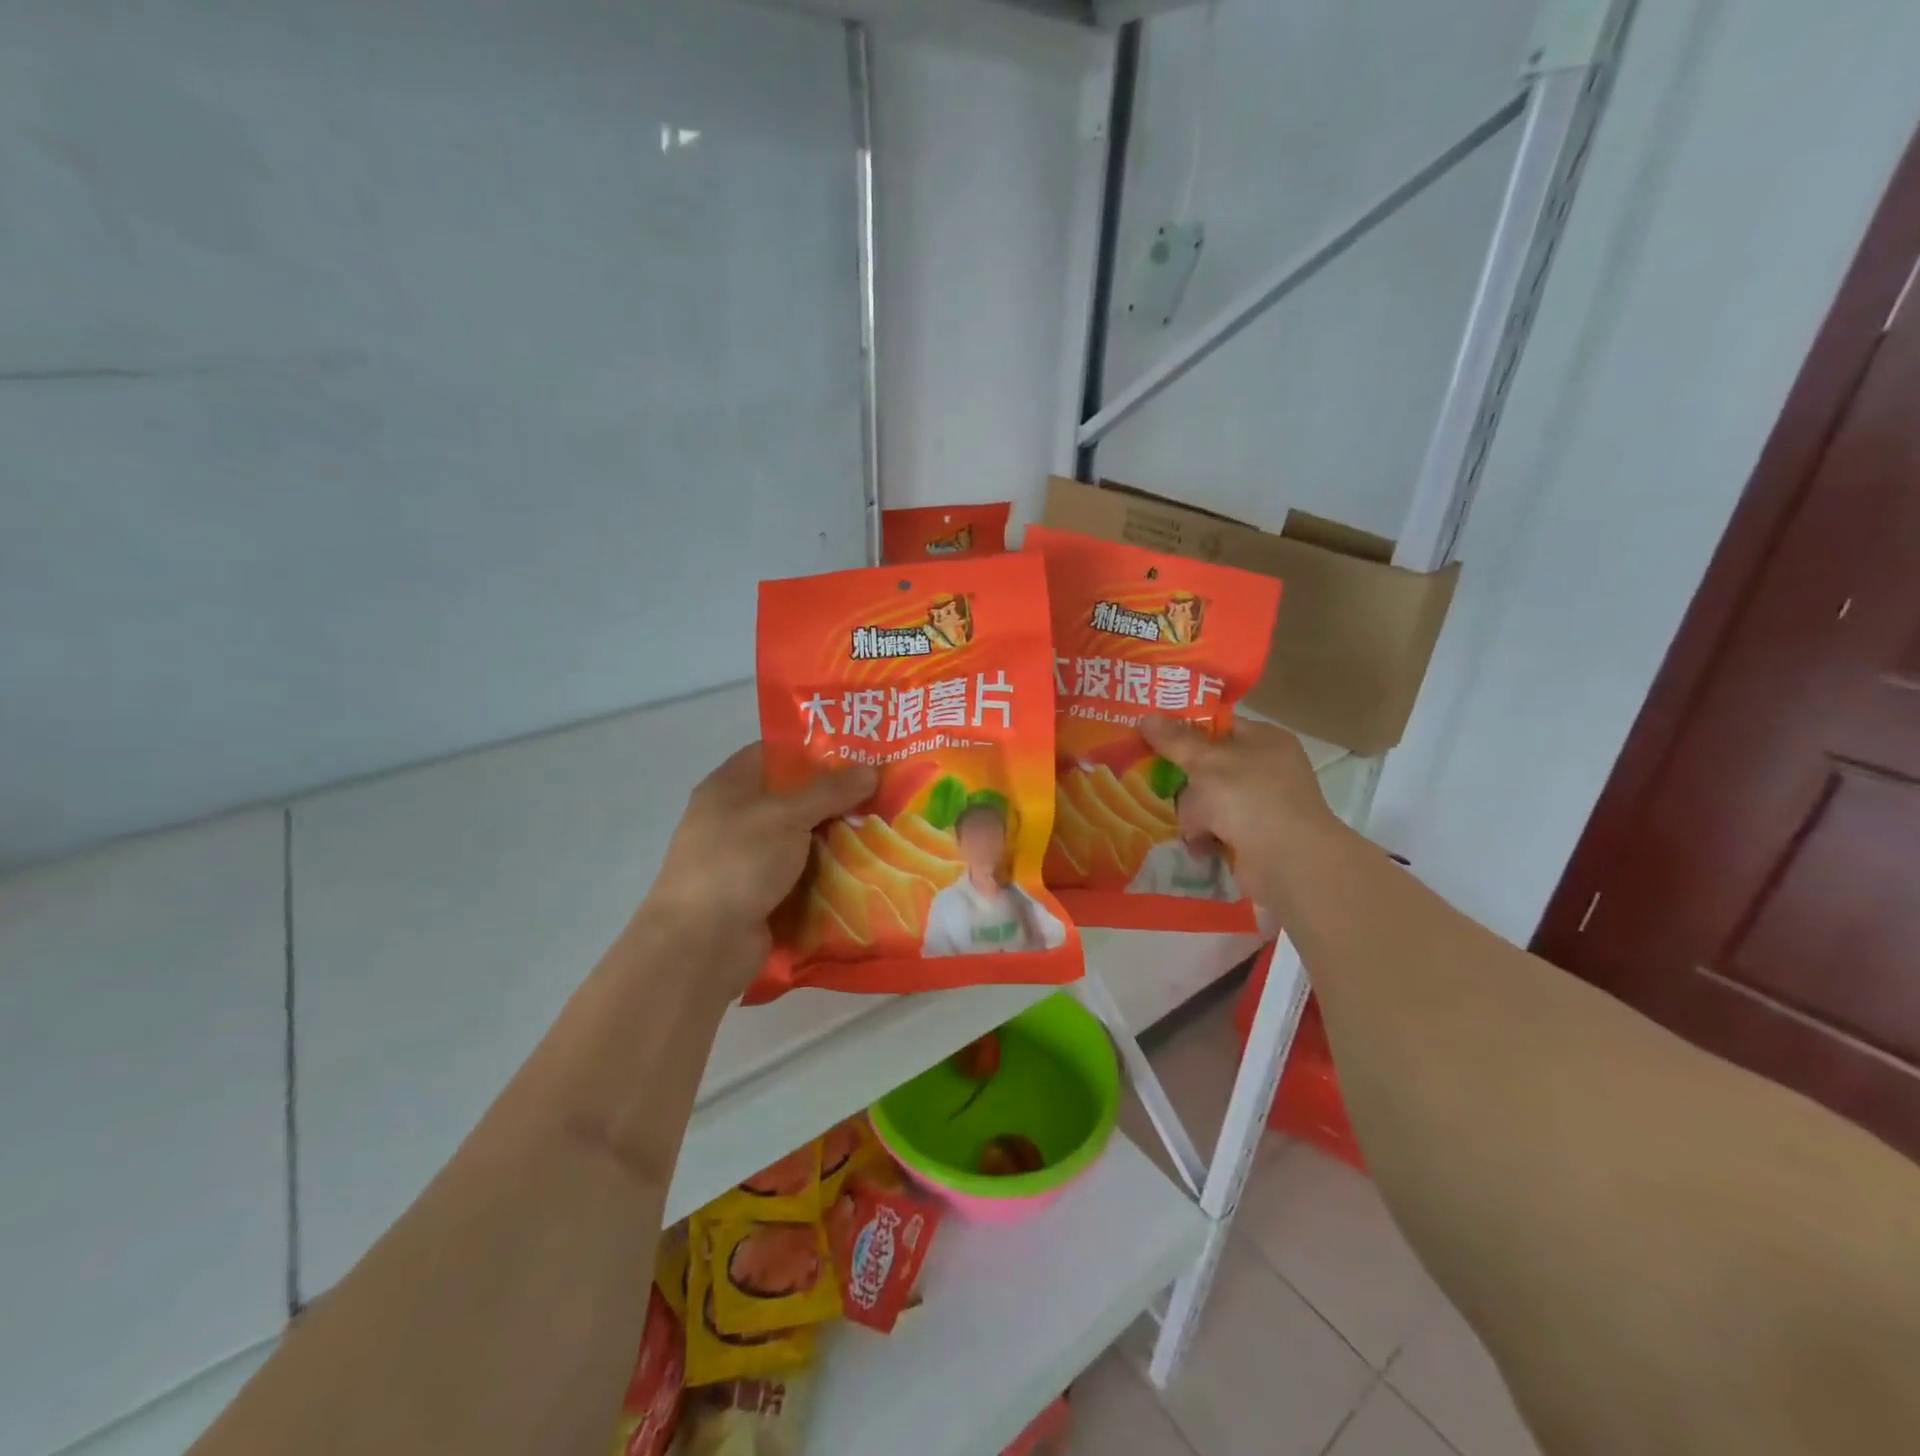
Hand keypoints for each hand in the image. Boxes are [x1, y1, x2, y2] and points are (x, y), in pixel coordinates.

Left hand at [641, 743, 875, 962]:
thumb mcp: (786, 816)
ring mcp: (747, 859)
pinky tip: (865, 869)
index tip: (858, 753)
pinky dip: (828, 873)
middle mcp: (735, 818)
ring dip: (836, 838)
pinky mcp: (760, 894)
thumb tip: (871, 769)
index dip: (814, 749)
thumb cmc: (737, 862)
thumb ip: (829, 791)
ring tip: (884, 829)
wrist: (700, 944)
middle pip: (793, 797)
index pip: (775, 753)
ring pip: (801, 839)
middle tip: (883, 792)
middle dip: (836, 797)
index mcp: (729, 786)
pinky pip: (801, 875)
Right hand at [1140, 716, 1343, 880]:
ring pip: (1209, 799)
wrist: (1288, 862)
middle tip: (1147, 777)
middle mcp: (1266, 769)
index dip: (1183, 730)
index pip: (1217, 726)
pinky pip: (1217, 828)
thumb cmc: (1248, 798)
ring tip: (1170, 816)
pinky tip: (1190, 841)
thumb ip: (1174, 740)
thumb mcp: (1206, 762)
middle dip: (1182, 777)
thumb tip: (1145, 717)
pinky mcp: (1254, 837)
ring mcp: (1262, 805)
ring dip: (1191, 811)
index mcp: (1264, 739)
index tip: (1149, 735)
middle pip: (1209, 765)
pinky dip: (1202, 835)